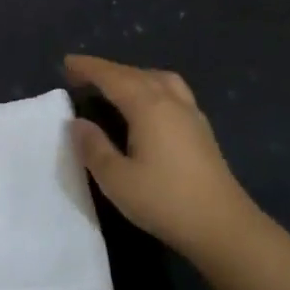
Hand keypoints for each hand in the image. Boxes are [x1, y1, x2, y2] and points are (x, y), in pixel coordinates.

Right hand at [64, 54, 264, 265]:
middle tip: (82, 74)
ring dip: (133, 75)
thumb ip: (93, 147)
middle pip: (136, 74)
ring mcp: (191, 115)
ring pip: (159, 80)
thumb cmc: (165, 201)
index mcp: (149, 107)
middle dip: (108, 70)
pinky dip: (152, 87)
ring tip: (115, 86)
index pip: (113, 77)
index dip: (89, 68)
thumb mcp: (116, 179)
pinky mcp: (202, 131)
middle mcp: (171, 102)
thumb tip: (77, 123)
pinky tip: (147, 107)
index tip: (66, 62)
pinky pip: (172, 92)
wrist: (223, 227)